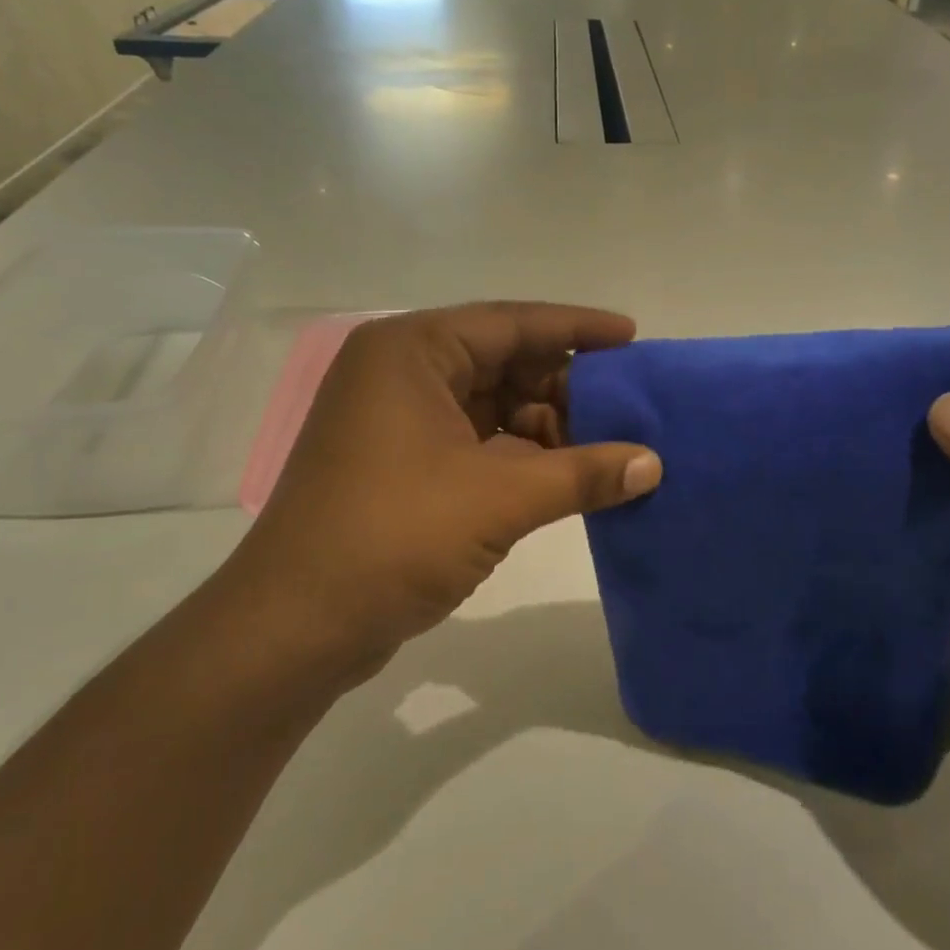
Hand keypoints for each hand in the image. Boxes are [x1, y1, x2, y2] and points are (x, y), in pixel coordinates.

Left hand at [213, 303, 662, 689]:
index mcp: (411, 351)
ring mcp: (396, 421)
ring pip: (491, 406)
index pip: (511, 322)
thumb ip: (582, 474)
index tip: (632, 336)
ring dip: (547, 426)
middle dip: (565, 386)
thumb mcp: (499, 498)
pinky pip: (475, 442)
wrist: (295, 626)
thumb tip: (654, 464)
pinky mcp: (401, 464)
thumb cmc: (394, 536)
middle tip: (629, 408)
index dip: (577, 327)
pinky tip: (566, 477)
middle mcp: (400, 373)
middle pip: (502, 362)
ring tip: (608, 450)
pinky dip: (520, 456)